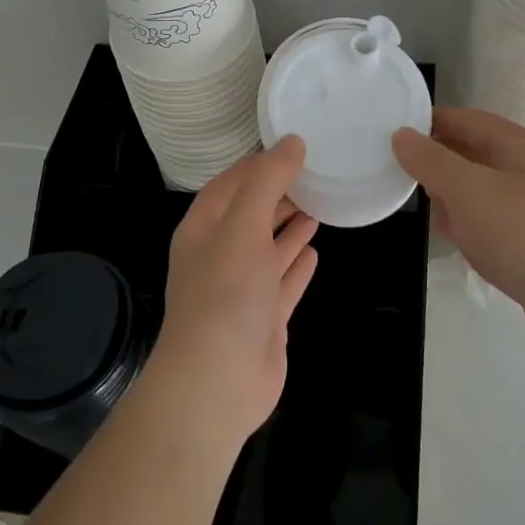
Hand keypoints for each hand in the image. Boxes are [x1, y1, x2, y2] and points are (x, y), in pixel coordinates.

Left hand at [149, 137, 319, 448]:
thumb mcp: (243, 225)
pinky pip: (283, 281)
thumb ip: (268, 181)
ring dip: (290, 225)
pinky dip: (297, 264)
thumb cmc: (225, 293)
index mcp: (205, 228)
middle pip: (252, 213)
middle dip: (279, 192)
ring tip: (319, 203)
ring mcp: (242, 289)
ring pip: (269, 247)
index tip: (293, 146)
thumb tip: (293, 142)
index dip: (259, 163)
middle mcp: (220, 254)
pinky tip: (315, 249)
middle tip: (316, 172)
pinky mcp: (264, 318)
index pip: (232, 183)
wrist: (217, 383)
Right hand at [393, 108, 524, 359]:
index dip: (431, 123)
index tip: (394, 135)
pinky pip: (497, 224)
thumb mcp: (470, 192)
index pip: (467, 120)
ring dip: (456, 199)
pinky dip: (475, 229)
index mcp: (522, 146)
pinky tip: (461, 245)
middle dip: (440, 164)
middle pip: (476, 154)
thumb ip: (432, 161)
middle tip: (402, 178)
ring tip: (428, 213)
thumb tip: (402, 135)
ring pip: (485, 191)